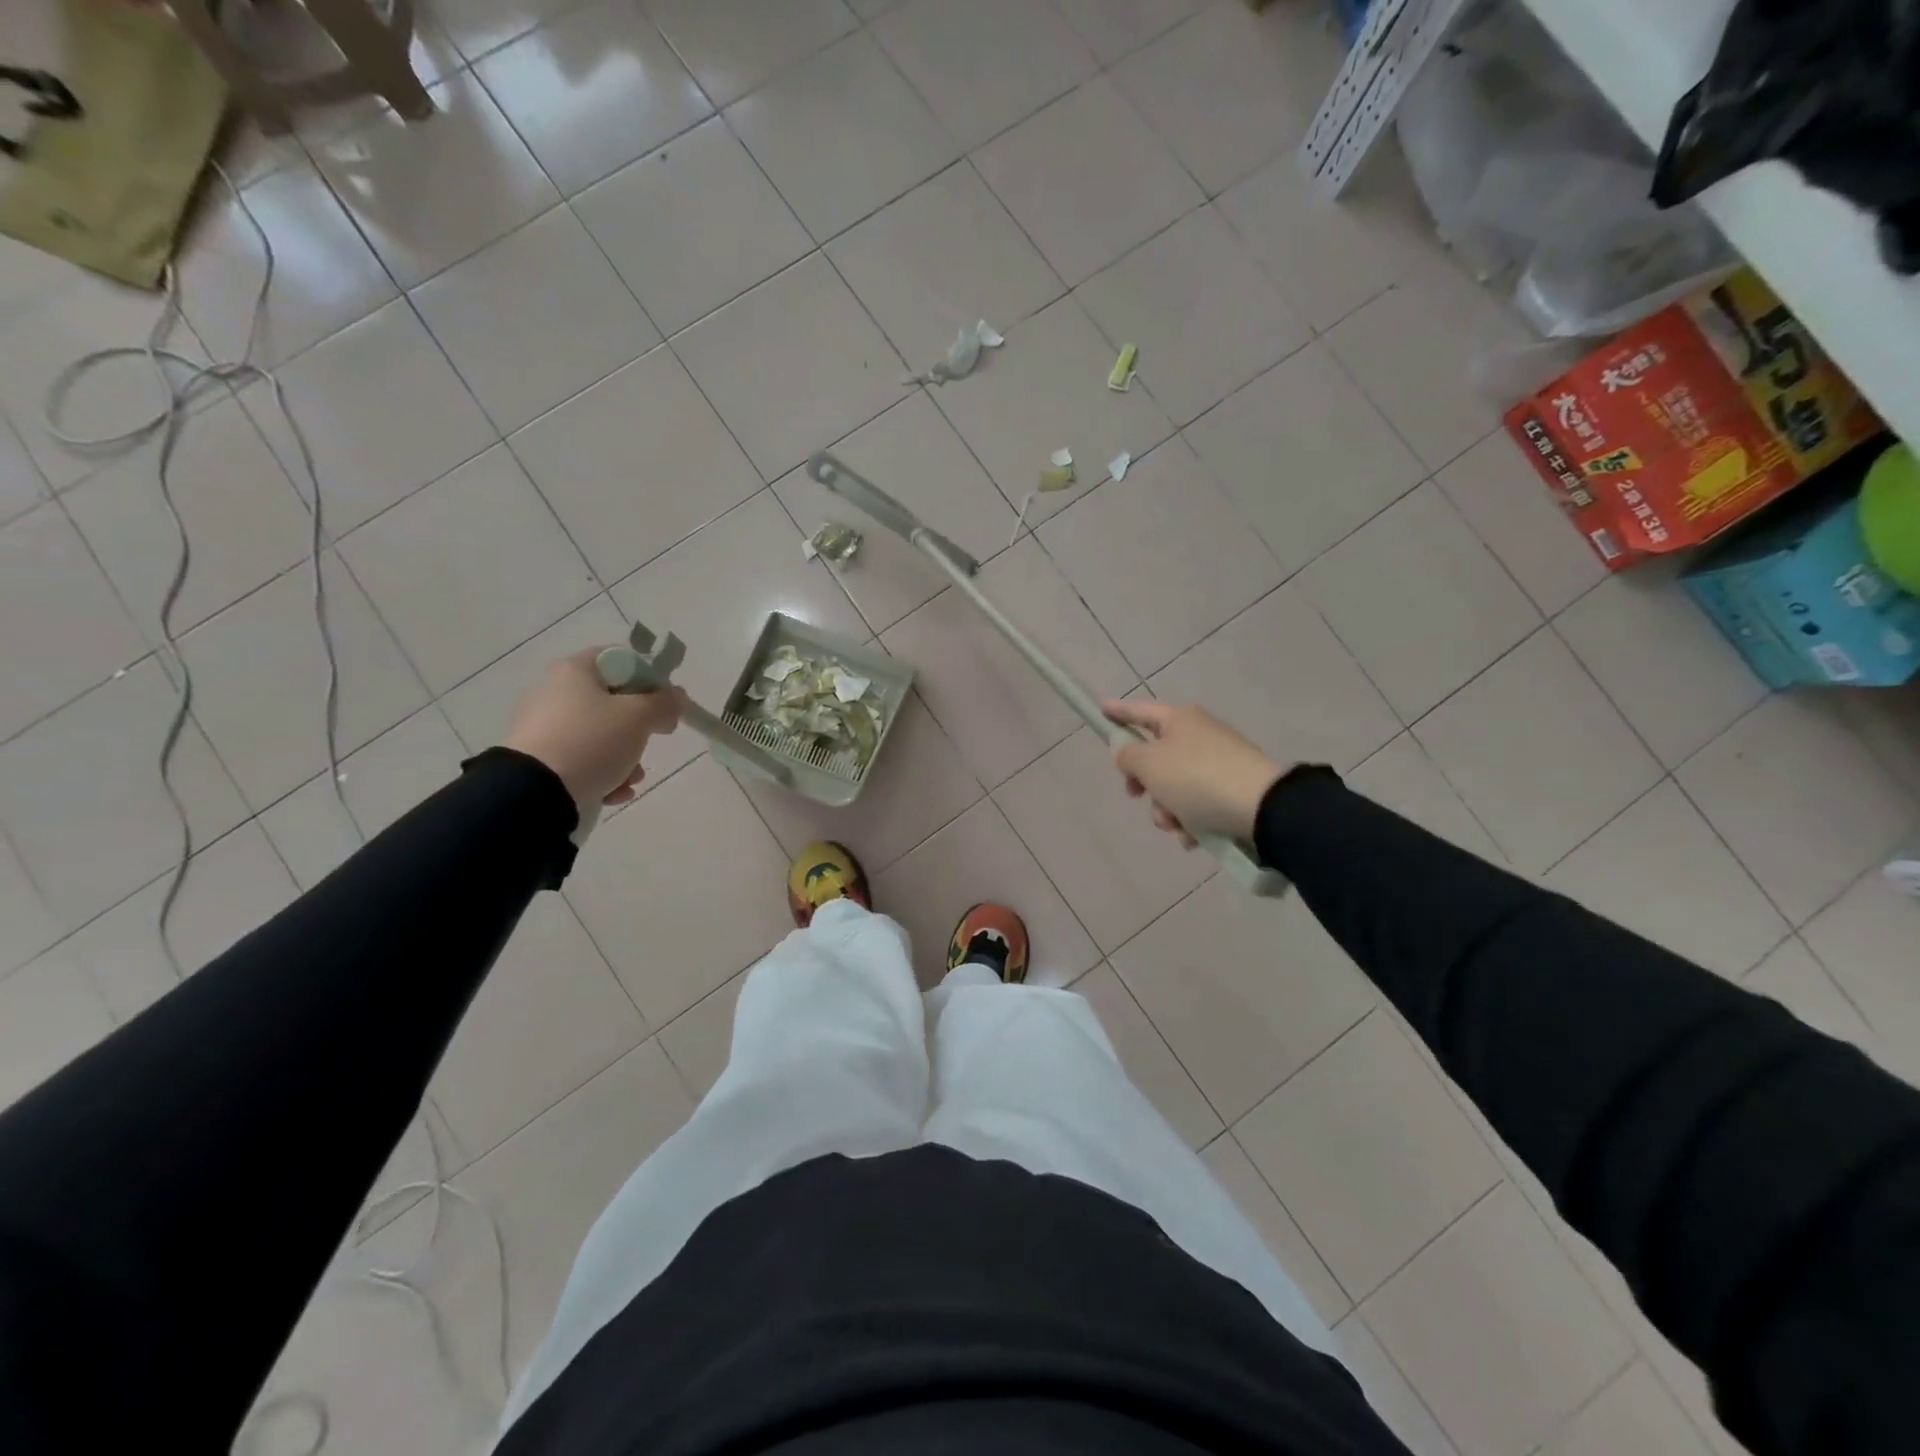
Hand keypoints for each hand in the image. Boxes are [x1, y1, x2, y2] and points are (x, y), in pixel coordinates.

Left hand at [504, 648, 684, 811]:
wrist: (535, 792)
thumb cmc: (592, 741)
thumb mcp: (639, 717)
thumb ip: (664, 703)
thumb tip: (676, 698)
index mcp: (574, 671)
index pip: (620, 660)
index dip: (649, 678)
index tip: (665, 703)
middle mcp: (553, 691)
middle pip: (612, 702)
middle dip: (638, 728)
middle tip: (650, 742)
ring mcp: (541, 726)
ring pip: (599, 735)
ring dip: (624, 757)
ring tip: (631, 779)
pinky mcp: (537, 758)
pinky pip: (580, 758)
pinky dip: (601, 773)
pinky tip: (612, 792)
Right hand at [1102, 700, 1289, 849]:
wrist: (1262, 808)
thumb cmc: (1196, 779)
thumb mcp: (1149, 765)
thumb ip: (1128, 756)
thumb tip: (1127, 751)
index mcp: (1179, 720)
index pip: (1140, 712)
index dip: (1119, 712)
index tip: (1102, 710)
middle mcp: (1200, 735)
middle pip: (1156, 757)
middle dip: (1145, 784)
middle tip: (1137, 795)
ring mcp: (1219, 762)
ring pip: (1175, 787)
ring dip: (1167, 810)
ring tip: (1177, 826)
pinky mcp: (1234, 789)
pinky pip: (1199, 804)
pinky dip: (1191, 821)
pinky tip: (1195, 837)